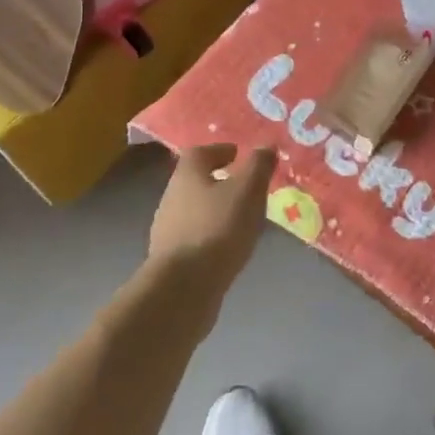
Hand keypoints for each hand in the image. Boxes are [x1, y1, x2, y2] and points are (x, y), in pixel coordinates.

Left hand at [148, 144, 276, 299]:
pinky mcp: (170, 260)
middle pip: (195, 181)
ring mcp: (167, 230)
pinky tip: (228, 246)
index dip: (219, 150)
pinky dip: (211, 235)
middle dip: (218, 181)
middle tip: (245, 186)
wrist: (183, 288)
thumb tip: (266, 146)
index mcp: (187, 175)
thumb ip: (258, 165)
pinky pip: (194, 237)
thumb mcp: (248, 190)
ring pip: (194, 210)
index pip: (199, 152)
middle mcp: (171, 198)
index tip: (237, 154)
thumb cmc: (218, 228)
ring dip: (215, 210)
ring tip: (242, 218)